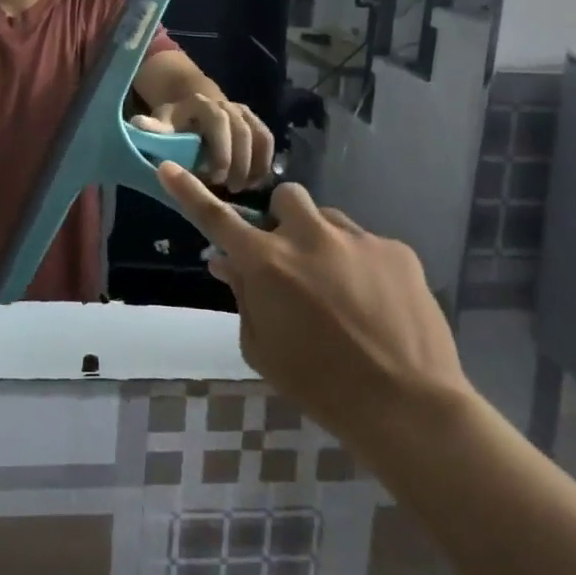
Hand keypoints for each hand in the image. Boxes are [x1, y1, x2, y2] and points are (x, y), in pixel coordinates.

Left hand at [132, 95, 272, 189]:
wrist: (191, 109)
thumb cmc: (173, 124)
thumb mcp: (160, 123)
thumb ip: (154, 128)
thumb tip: (139, 124)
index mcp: (202, 103)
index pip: (218, 122)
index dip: (221, 150)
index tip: (216, 178)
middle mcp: (227, 104)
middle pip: (242, 131)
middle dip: (239, 162)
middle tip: (232, 190)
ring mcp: (244, 112)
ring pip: (259, 136)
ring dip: (255, 164)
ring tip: (246, 190)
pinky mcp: (255, 123)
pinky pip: (267, 140)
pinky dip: (265, 161)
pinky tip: (256, 183)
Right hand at [154, 163, 470, 451]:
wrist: (407, 406)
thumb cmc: (320, 385)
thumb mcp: (262, 348)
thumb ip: (242, 296)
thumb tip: (225, 261)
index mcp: (267, 264)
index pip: (217, 219)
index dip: (189, 192)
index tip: (168, 168)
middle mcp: (308, 237)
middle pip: (285, 198)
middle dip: (283, 222)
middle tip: (293, 260)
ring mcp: (356, 239)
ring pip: (329, 220)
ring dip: (323, 243)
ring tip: (341, 290)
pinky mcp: (396, 249)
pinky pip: (368, 244)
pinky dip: (363, 265)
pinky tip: (376, 304)